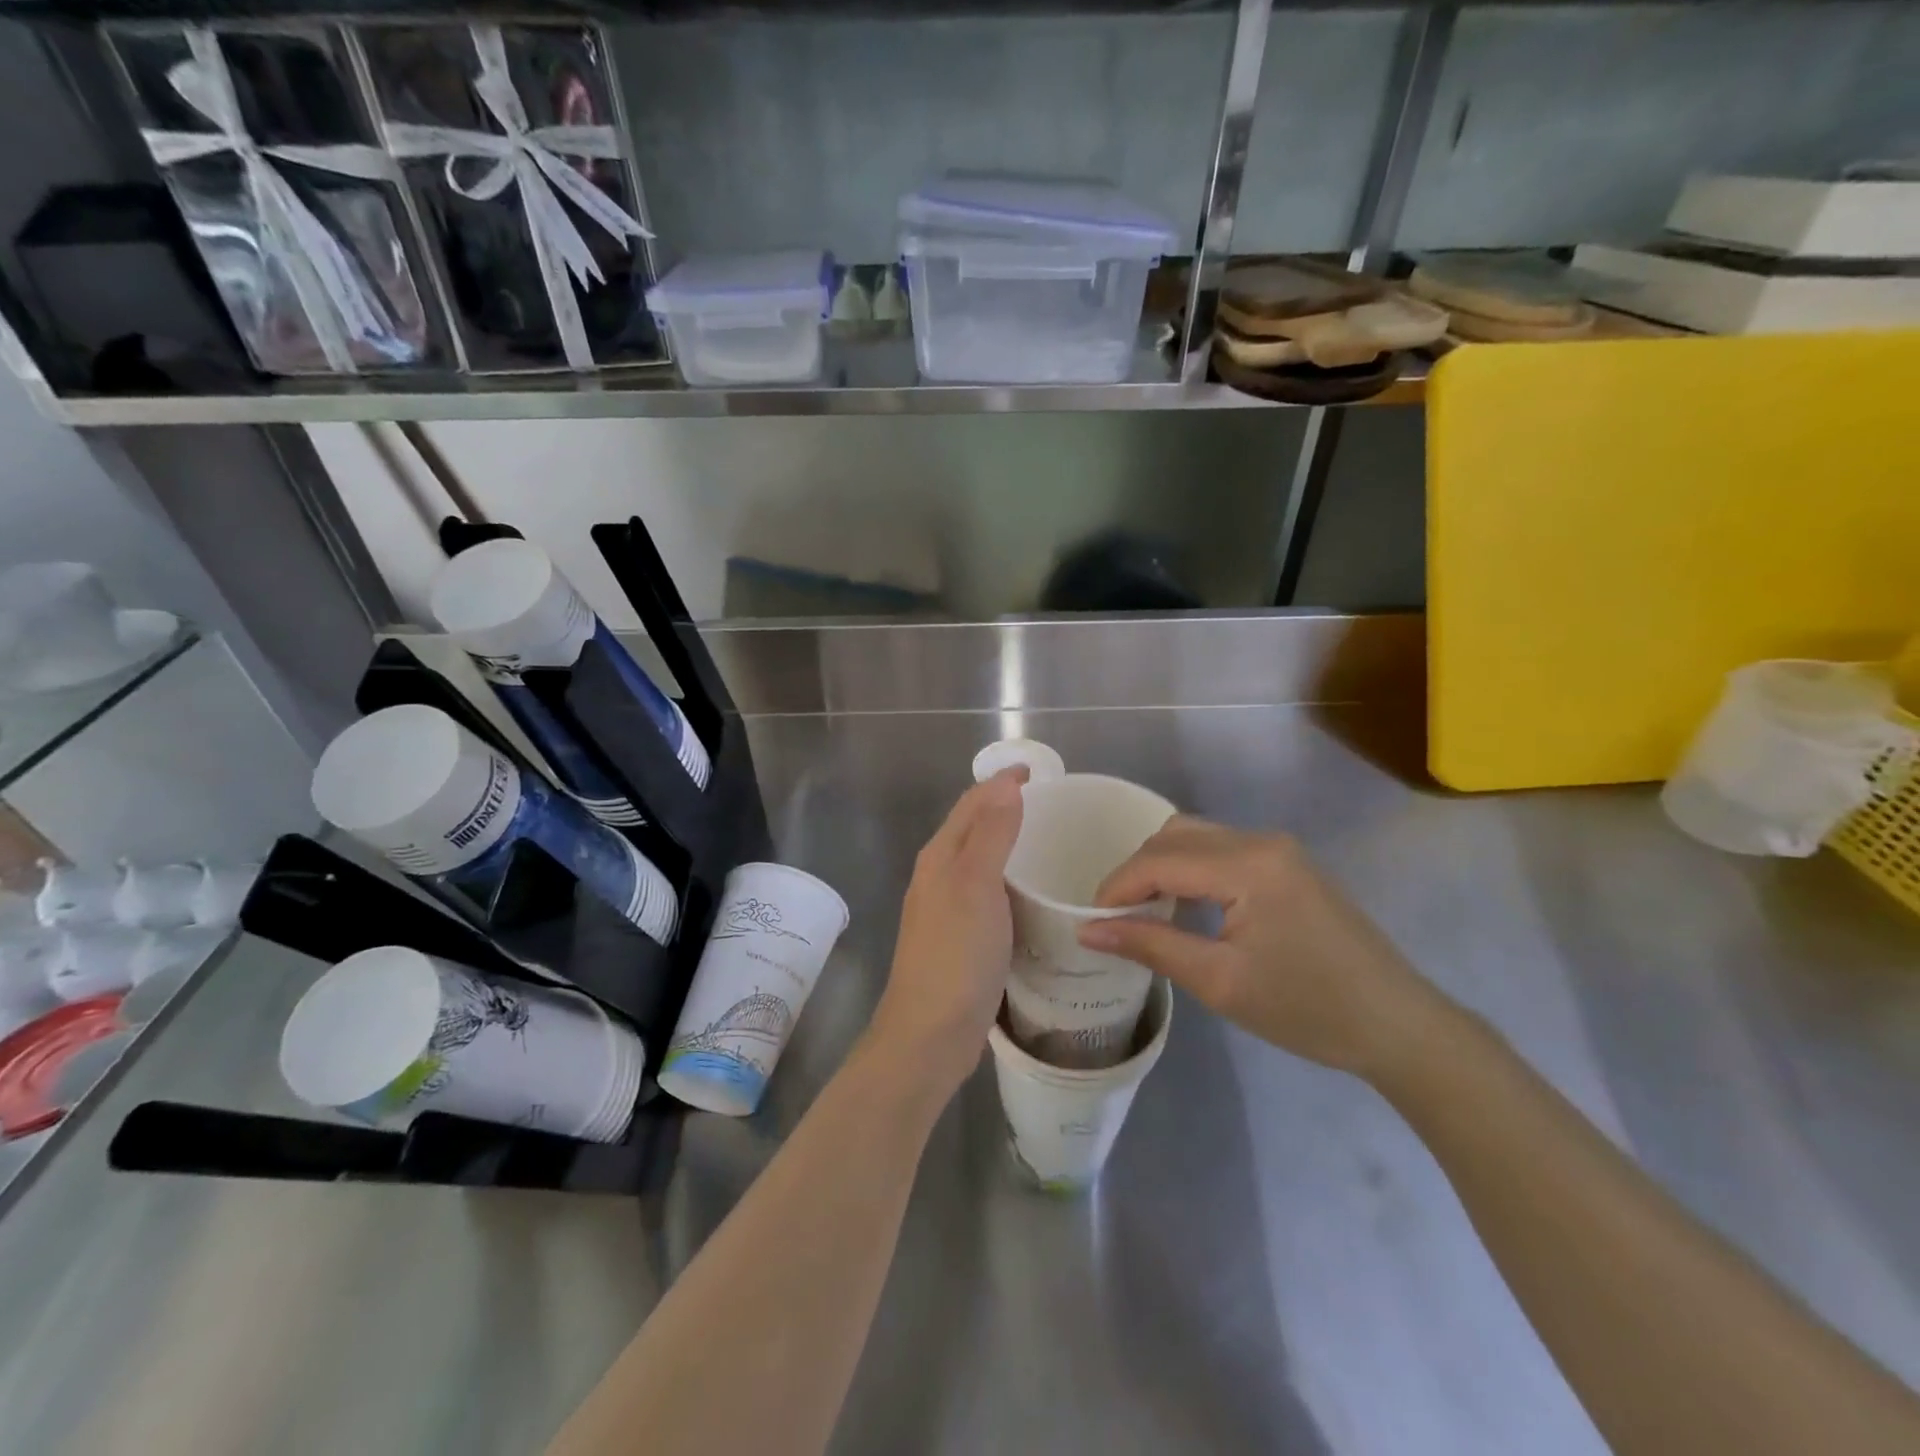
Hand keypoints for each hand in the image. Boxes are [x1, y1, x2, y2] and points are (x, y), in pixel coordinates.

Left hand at [867, 769, 1025, 1095]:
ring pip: (981, 862)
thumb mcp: (976, 886)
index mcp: (940, 857)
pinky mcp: (962, 939)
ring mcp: (948, 910)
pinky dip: (1011, 882)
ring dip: (1009, 845)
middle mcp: (939, 877)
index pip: (972, 803)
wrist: (930, 1034)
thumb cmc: (956, 956)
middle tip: (1054, 807)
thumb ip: (991, 834)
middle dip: (1007, 808)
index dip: (1002, 783)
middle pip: (974, 828)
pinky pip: (990, 894)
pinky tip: (1036, 896)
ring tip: (1052, 844)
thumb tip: (1005, 783)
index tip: (1040, 773)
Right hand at [1077, 817, 1454, 1080]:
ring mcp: (1279, 848)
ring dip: (1162, 866)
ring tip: (1145, 913)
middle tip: (1116, 919)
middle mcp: (1261, 841)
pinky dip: (1191, 869)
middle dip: (1136, 872)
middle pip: (1174, 836)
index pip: (1159, 859)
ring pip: (1196, 837)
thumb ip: (1151, 945)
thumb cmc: (1308, 1009)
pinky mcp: (1288, 863)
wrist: (1398, 1026)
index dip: (1117, 887)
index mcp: (1247, 865)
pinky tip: (1186, 905)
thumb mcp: (1220, 981)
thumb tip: (1089, 931)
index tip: (1090, 922)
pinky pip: (1221, 850)